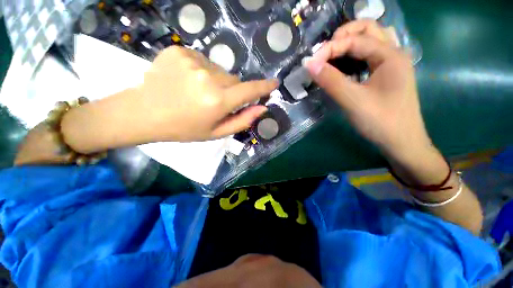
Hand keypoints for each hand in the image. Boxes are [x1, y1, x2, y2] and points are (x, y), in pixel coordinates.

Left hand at [137, 46, 277, 141]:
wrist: (144, 113)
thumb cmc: (184, 128)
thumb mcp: (216, 132)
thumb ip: (242, 120)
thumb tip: (262, 108)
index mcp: (217, 101)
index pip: (250, 90)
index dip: (264, 87)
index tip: (275, 83)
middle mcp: (208, 77)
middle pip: (234, 80)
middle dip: (232, 91)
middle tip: (216, 102)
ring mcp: (192, 61)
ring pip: (220, 70)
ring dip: (217, 81)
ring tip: (199, 92)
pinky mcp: (179, 51)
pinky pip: (203, 61)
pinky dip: (202, 71)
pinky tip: (187, 81)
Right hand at [305, 20, 430, 160]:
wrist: (402, 142)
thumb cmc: (381, 121)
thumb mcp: (353, 101)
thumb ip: (331, 80)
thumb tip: (309, 64)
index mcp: (390, 56)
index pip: (355, 40)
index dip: (330, 48)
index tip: (311, 63)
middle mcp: (394, 53)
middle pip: (368, 29)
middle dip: (343, 36)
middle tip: (324, 53)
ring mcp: (392, 64)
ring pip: (371, 40)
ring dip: (351, 42)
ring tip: (333, 55)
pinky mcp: (387, 75)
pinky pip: (371, 55)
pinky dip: (356, 54)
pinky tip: (346, 65)